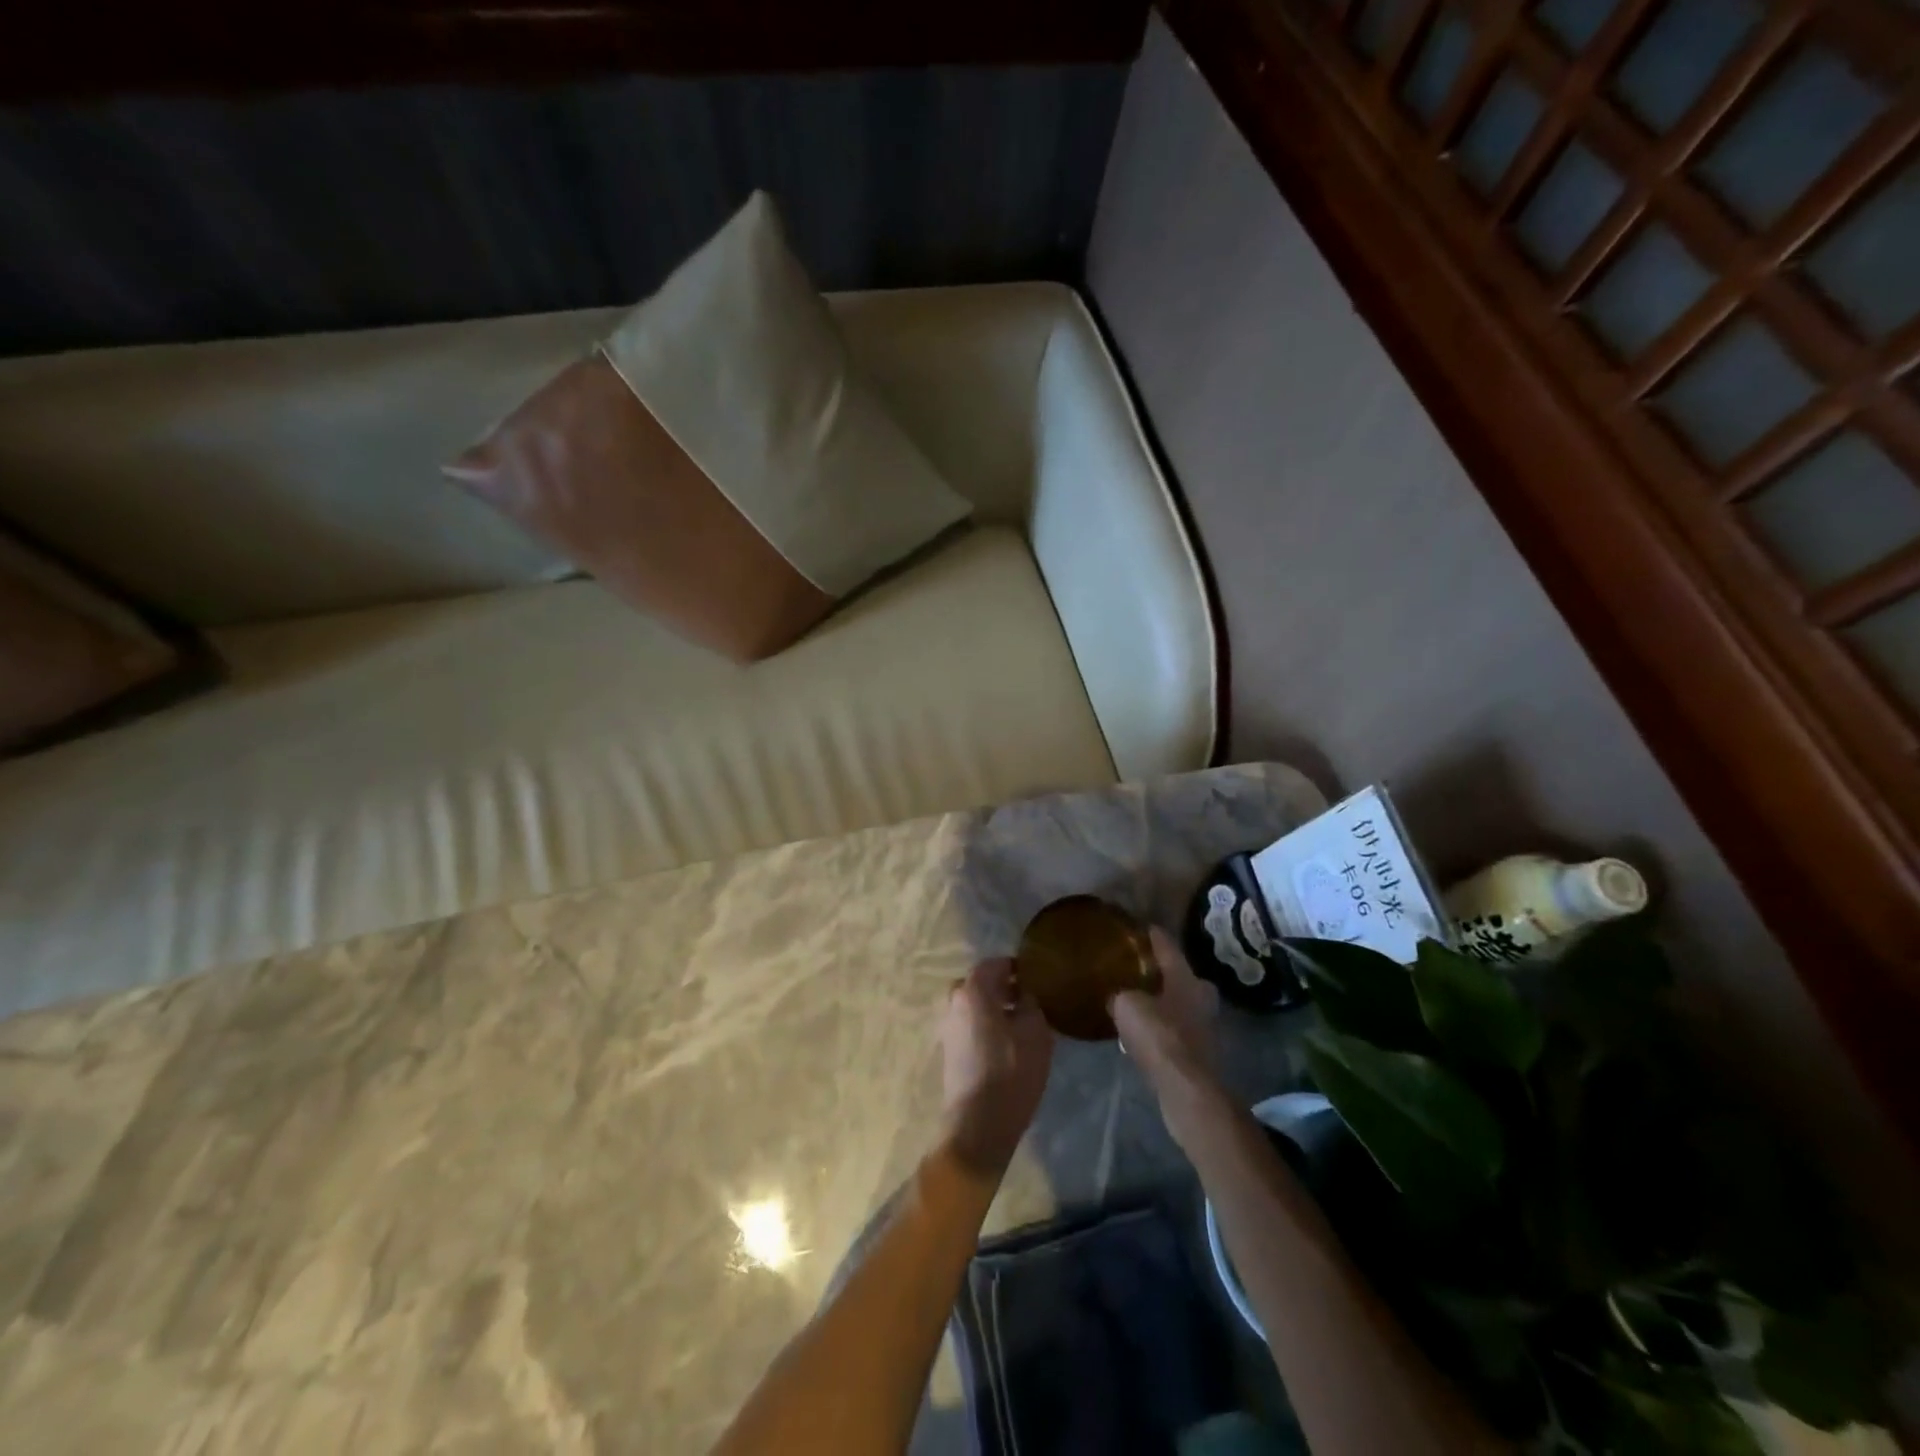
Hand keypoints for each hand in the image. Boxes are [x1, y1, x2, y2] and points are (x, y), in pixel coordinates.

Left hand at [939, 959, 1053, 1176]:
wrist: (978, 1123)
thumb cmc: (1011, 1071)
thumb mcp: (1035, 1031)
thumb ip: (1031, 1001)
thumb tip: (1025, 992)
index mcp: (972, 990)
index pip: (995, 963)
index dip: (1017, 967)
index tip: (1037, 977)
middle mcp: (954, 1001)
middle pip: (982, 983)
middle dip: (1005, 987)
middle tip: (1031, 999)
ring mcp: (948, 1026)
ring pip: (975, 1005)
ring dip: (996, 1007)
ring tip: (1023, 1023)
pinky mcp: (949, 1049)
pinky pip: (971, 1024)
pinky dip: (987, 1024)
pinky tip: (1008, 1043)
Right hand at [1110, 927, 1219, 1091]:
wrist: (1186, 1089)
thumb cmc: (1159, 1037)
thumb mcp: (1126, 1007)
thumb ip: (1120, 995)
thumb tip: (1116, 995)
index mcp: (1185, 977)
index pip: (1167, 946)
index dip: (1153, 935)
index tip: (1142, 926)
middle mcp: (1201, 995)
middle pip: (1180, 975)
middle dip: (1161, 971)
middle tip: (1139, 969)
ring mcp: (1206, 1024)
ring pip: (1181, 1003)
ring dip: (1163, 1001)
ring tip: (1138, 1001)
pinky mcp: (1202, 1051)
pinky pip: (1178, 1028)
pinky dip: (1164, 1026)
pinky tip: (1146, 1031)